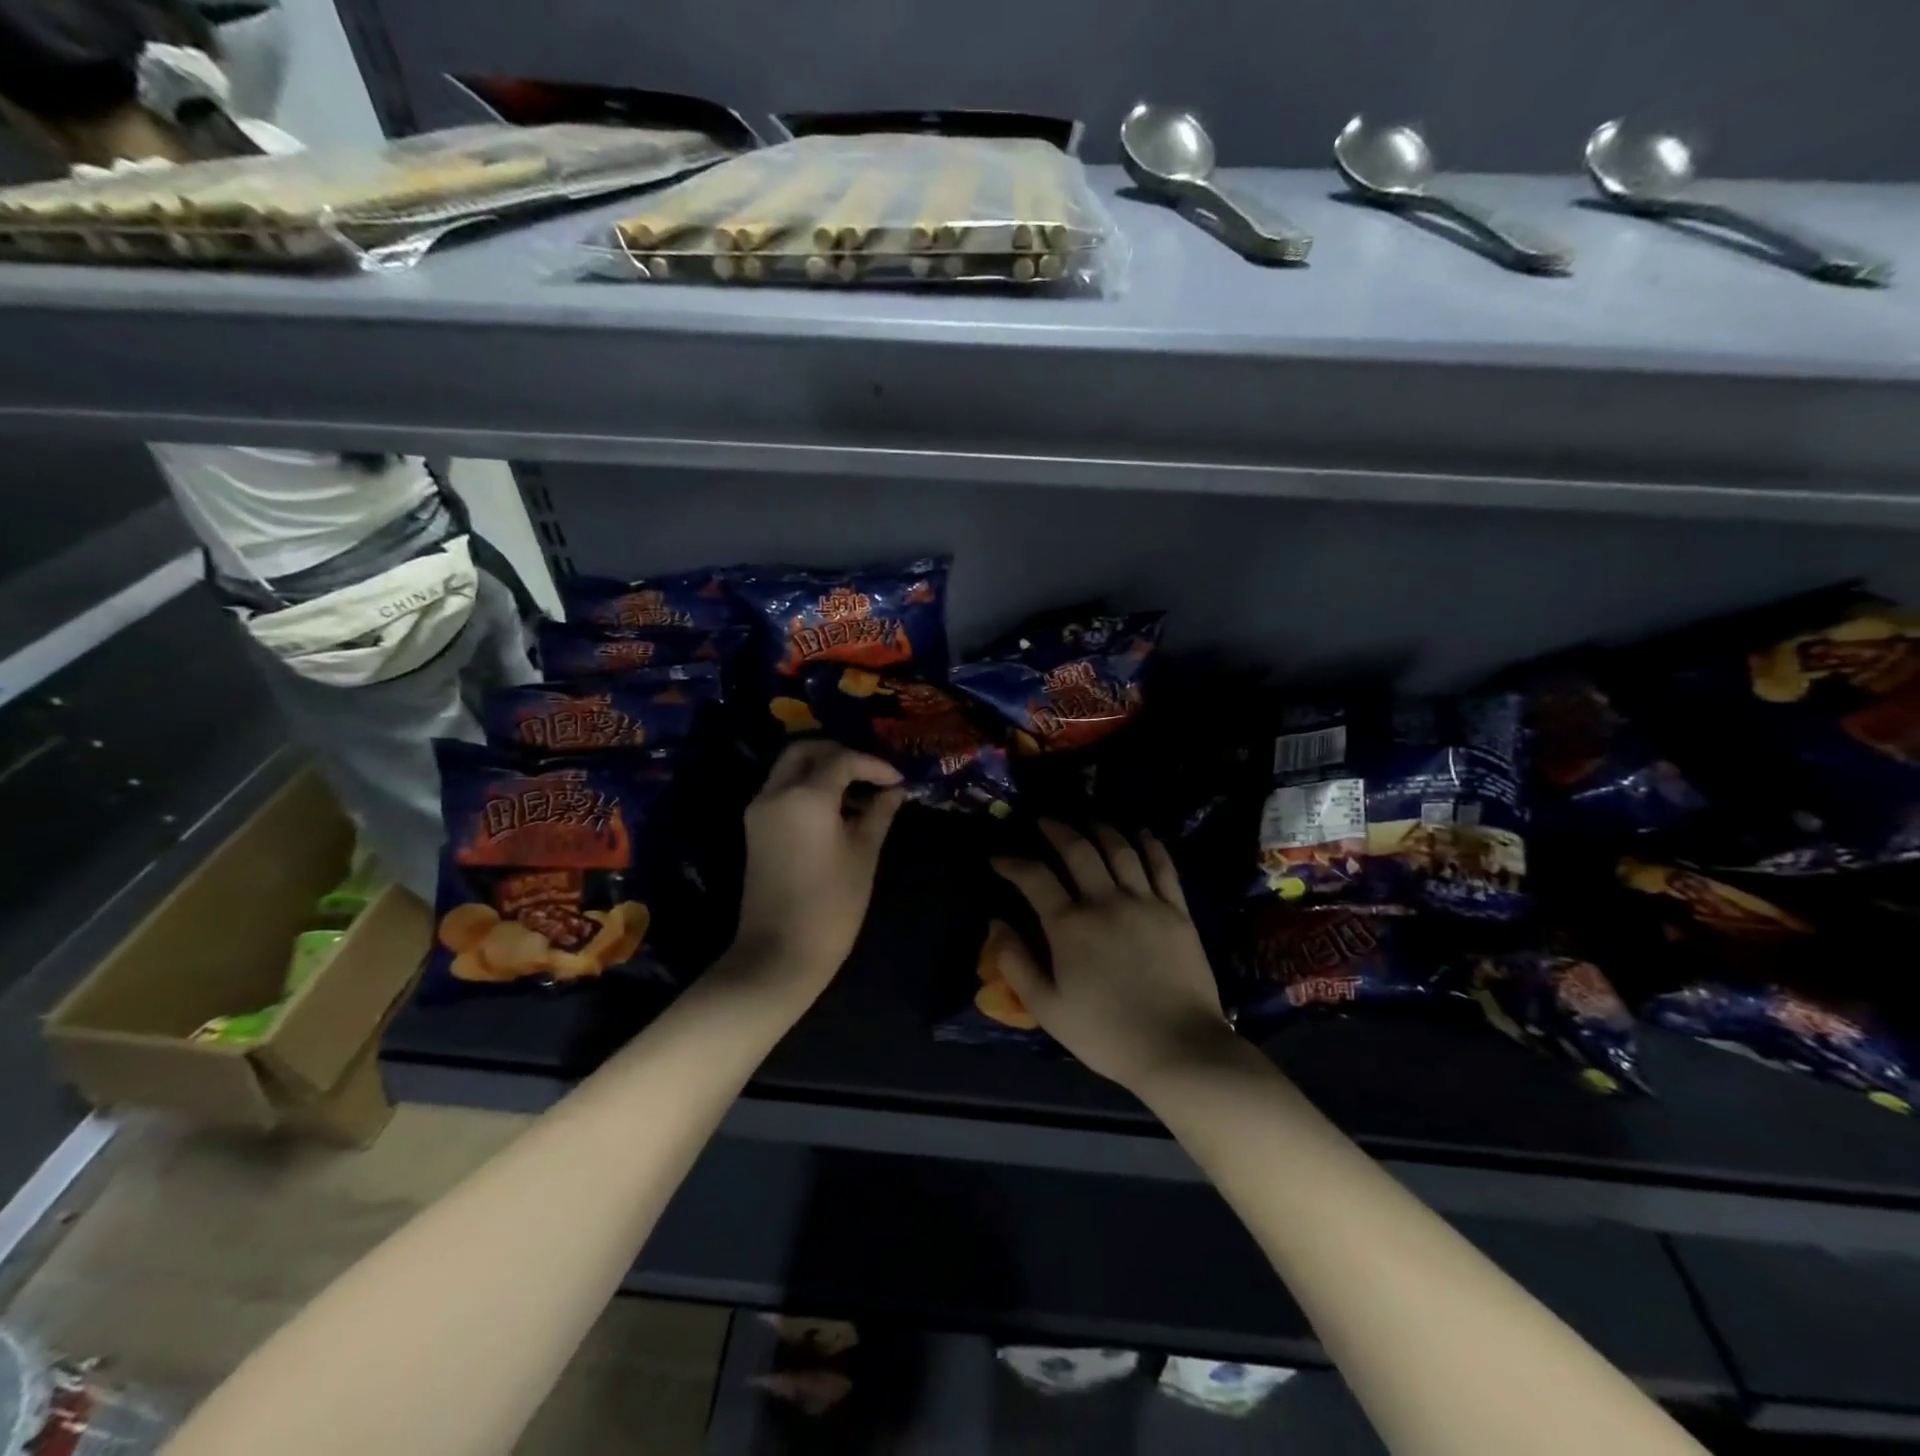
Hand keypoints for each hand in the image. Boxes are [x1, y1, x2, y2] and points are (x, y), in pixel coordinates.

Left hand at [728, 741, 905, 1001]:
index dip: (874, 765)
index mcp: (805, 796)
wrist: (778, 954)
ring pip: (789, 768)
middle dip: (840, 753)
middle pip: (805, 750)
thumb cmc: (831, 905)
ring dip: (822, 768)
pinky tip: (836, 810)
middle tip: (870, 774)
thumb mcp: (864, 855)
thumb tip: (894, 790)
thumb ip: (879, 814)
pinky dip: (807, 786)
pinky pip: (781, 789)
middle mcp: (776, 793)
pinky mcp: (755, 827)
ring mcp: (760, 809)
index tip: (898, 781)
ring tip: (858, 792)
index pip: (842, 760)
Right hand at [991, 821, 1236, 1091]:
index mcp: (1069, 925)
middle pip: (1078, 850)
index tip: (998, 858)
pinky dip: (1149, 844)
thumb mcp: (1047, 1008)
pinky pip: (1162, 865)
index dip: (1012, 862)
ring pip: (1120, 849)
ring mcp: (1145, 902)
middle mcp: (1105, 901)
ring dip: (1100, 829)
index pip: (1034, 877)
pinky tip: (1140, 832)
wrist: (1179, 1048)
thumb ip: (1016, 963)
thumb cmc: (1106, 1033)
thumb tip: (995, 923)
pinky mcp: (1177, 910)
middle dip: (1057, 830)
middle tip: (1044, 821)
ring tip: (1087, 821)